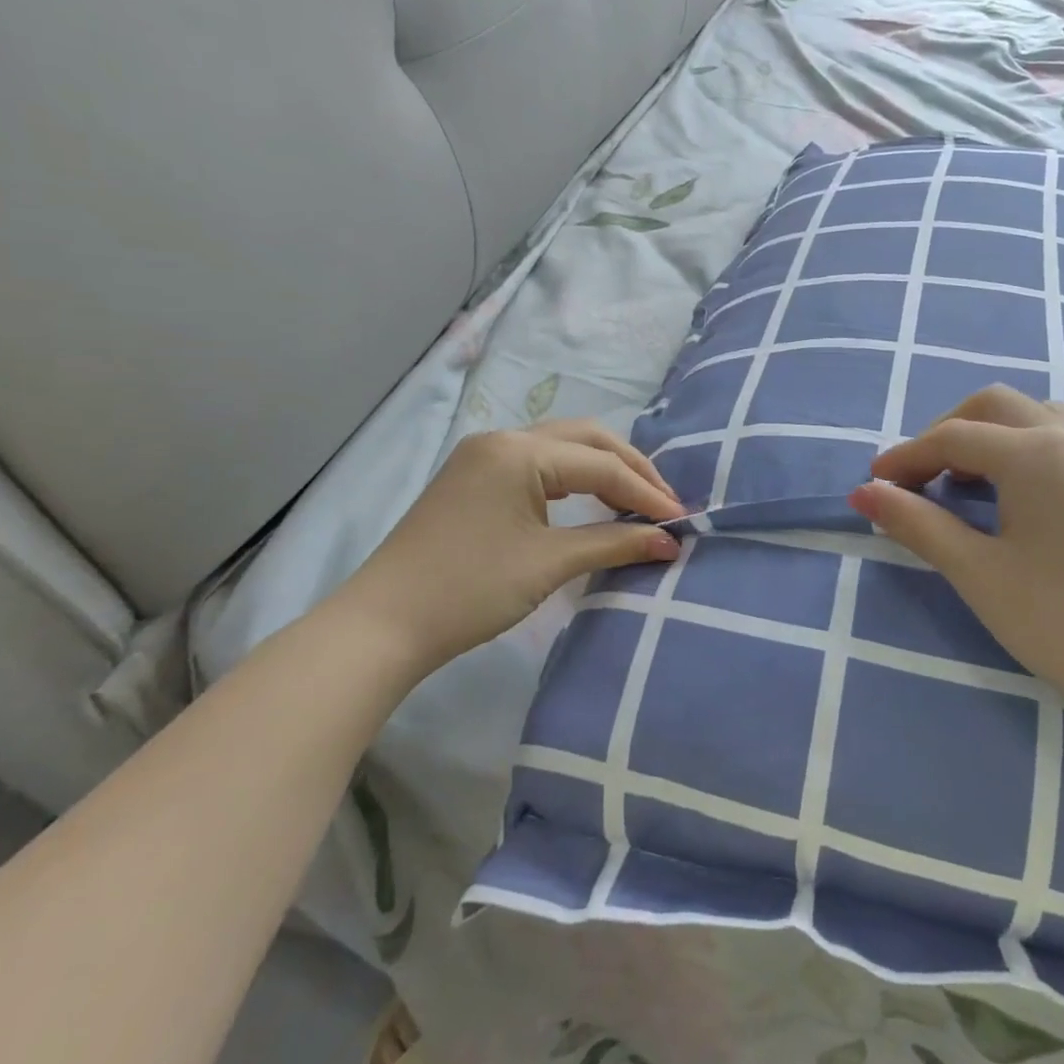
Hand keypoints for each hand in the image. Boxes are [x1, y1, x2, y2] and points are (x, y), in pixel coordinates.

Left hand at [330, 419, 682, 672]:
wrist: (383, 625)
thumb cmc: (470, 590)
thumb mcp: (548, 563)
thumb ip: (614, 543)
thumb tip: (668, 542)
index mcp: (519, 451)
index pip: (600, 465)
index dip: (645, 494)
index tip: (681, 522)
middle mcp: (503, 438)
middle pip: (585, 439)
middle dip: (630, 469)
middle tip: (664, 504)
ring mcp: (484, 456)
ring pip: (561, 448)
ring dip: (602, 470)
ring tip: (636, 502)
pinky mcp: (474, 477)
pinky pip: (538, 464)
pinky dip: (572, 479)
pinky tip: (591, 501)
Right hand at [848, 386, 1063, 734]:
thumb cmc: (1063, 619)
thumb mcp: (978, 573)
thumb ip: (917, 524)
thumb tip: (863, 492)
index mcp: (1035, 453)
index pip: (952, 437)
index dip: (905, 457)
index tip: (872, 485)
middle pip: (991, 406)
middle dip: (943, 433)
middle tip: (915, 480)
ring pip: (1028, 416)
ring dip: (983, 435)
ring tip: (958, 483)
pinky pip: (1055, 438)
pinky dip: (1016, 447)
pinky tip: (1006, 495)